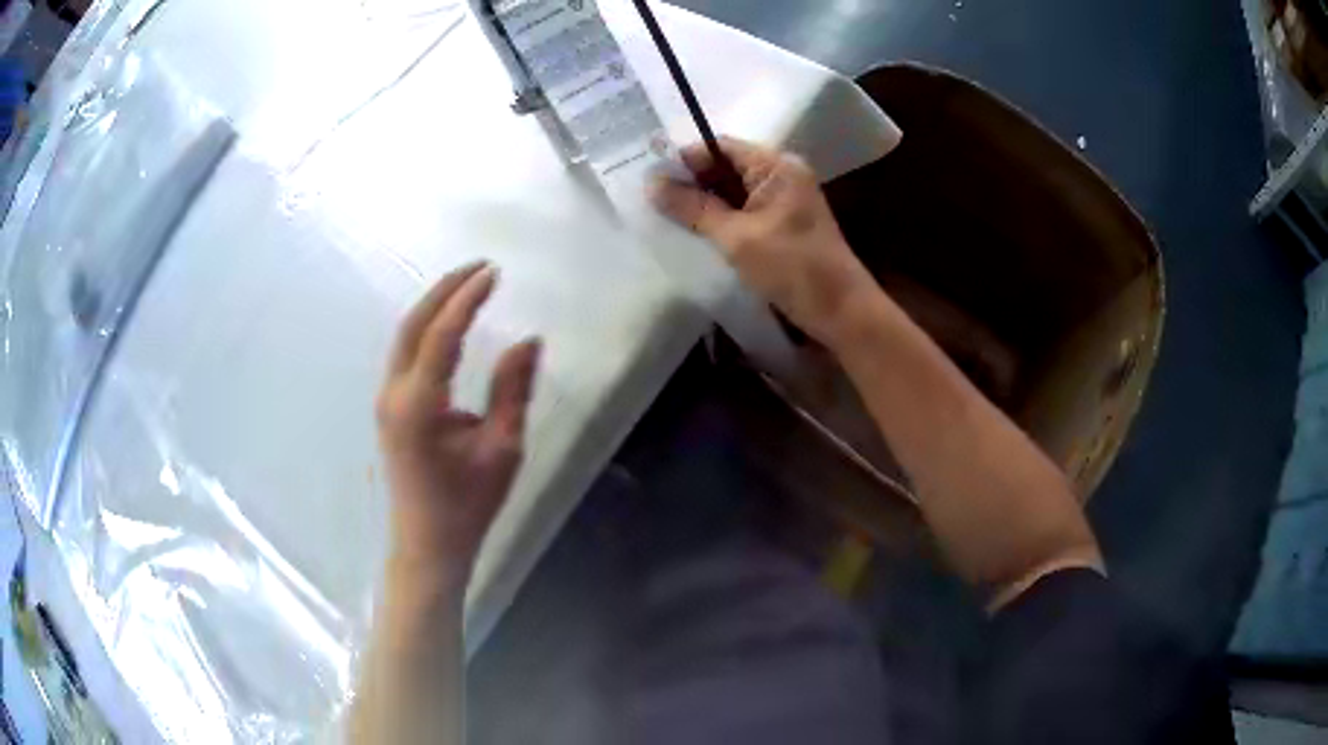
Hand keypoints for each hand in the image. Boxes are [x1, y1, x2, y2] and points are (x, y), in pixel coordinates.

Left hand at [376, 262, 541, 587]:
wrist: (429, 543)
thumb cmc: (468, 504)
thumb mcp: (502, 449)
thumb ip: (512, 390)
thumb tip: (529, 340)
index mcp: (418, 405)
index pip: (442, 336)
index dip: (467, 300)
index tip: (494, 273)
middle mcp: (394, 395)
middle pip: (412, 326)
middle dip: (444, 290)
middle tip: (479, 268)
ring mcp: (387, 401)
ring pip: (404, 337)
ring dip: (433, 306)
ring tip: (467, 285)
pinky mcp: (390, 408)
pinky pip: (405, 354)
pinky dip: (426, 328)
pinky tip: (447, 323)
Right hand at [651, 138, 876, 345]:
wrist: (841, 312)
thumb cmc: (793, 269)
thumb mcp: (737, 237)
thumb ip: (693, 208)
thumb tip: (651, 183)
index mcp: (776, 166)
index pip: (720, 147)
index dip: (684, 159)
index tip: (648, 178)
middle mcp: (781, 175)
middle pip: (725, 167)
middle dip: (690, 182)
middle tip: (649, 199)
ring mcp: (783, 201)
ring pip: (731, 191)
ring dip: (702, 203)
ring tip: (662, 216)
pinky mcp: (782, 224)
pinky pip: (742, 211)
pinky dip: (719, 219)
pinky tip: (693, 233)